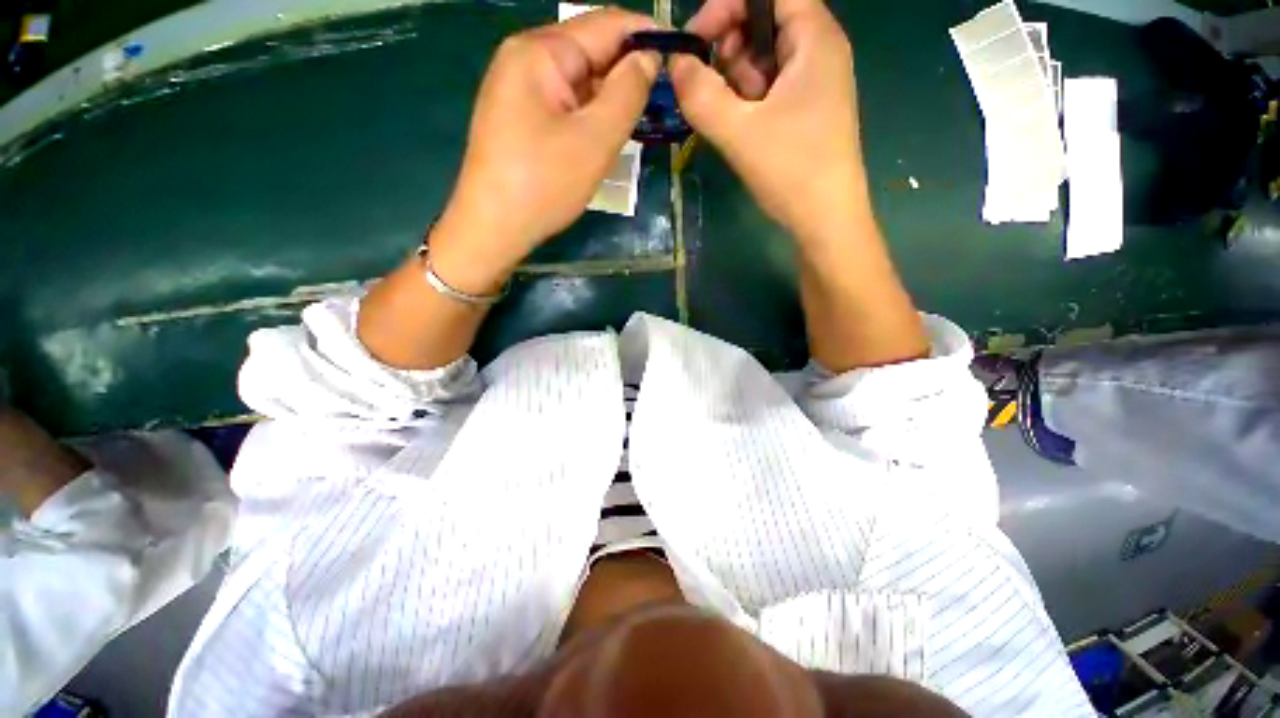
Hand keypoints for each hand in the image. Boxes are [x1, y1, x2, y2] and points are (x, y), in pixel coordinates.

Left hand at [432, 8, 659, 291]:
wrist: (493, 227)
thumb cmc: (544, 184)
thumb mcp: (595, 139)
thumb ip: (628, 92)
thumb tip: (649, 58)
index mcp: (541, 50)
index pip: (606, 24)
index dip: (647, 34)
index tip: (682, 53)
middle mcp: (525, 57)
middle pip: (590, 50)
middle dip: (628, 70)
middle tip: (665, 98)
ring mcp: (519, 88)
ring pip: (579, 80)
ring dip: (610, 96)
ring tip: (642, 117)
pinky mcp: (519, 115)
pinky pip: (565, 102)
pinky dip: (590, 112)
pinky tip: (607, 131)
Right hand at [670, 0, 867, 241]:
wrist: (826, 220)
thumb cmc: (791, 171)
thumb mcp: (738, 132)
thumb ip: (700, 94)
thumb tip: (675, 63)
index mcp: (815, 39)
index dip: (727, 6)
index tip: (696, 41)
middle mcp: (820, 50)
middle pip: (766, 20)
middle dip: (730, 46)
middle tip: (712, 87)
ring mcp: (815, 81)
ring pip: (766, 57)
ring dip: (737, 79)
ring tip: (730, 116)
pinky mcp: (807, 109)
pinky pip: (771, 86)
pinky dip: (749, 98)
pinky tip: (742, 126)